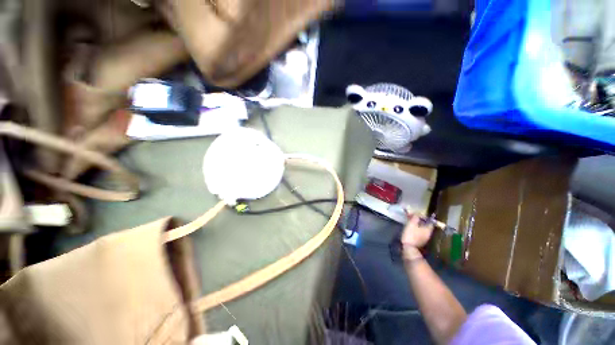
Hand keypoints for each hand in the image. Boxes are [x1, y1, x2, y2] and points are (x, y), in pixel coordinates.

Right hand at [401, 213, 433, 259]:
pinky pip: (419, 233)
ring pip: (422, 229)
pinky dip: (416, 230)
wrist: (409, 249)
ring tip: (411, 222)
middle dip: (421, 221)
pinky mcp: (420, 242)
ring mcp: (425, 239)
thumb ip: (415, 217)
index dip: (425, 217)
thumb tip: (418, 212)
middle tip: (413, 217)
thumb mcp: (412, 224)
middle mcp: (429, 234)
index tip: (419, 214)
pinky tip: (411, 229)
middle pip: (426, 225)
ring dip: (418, 225)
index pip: (430, 221)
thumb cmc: (411, 235)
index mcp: (428, 229)